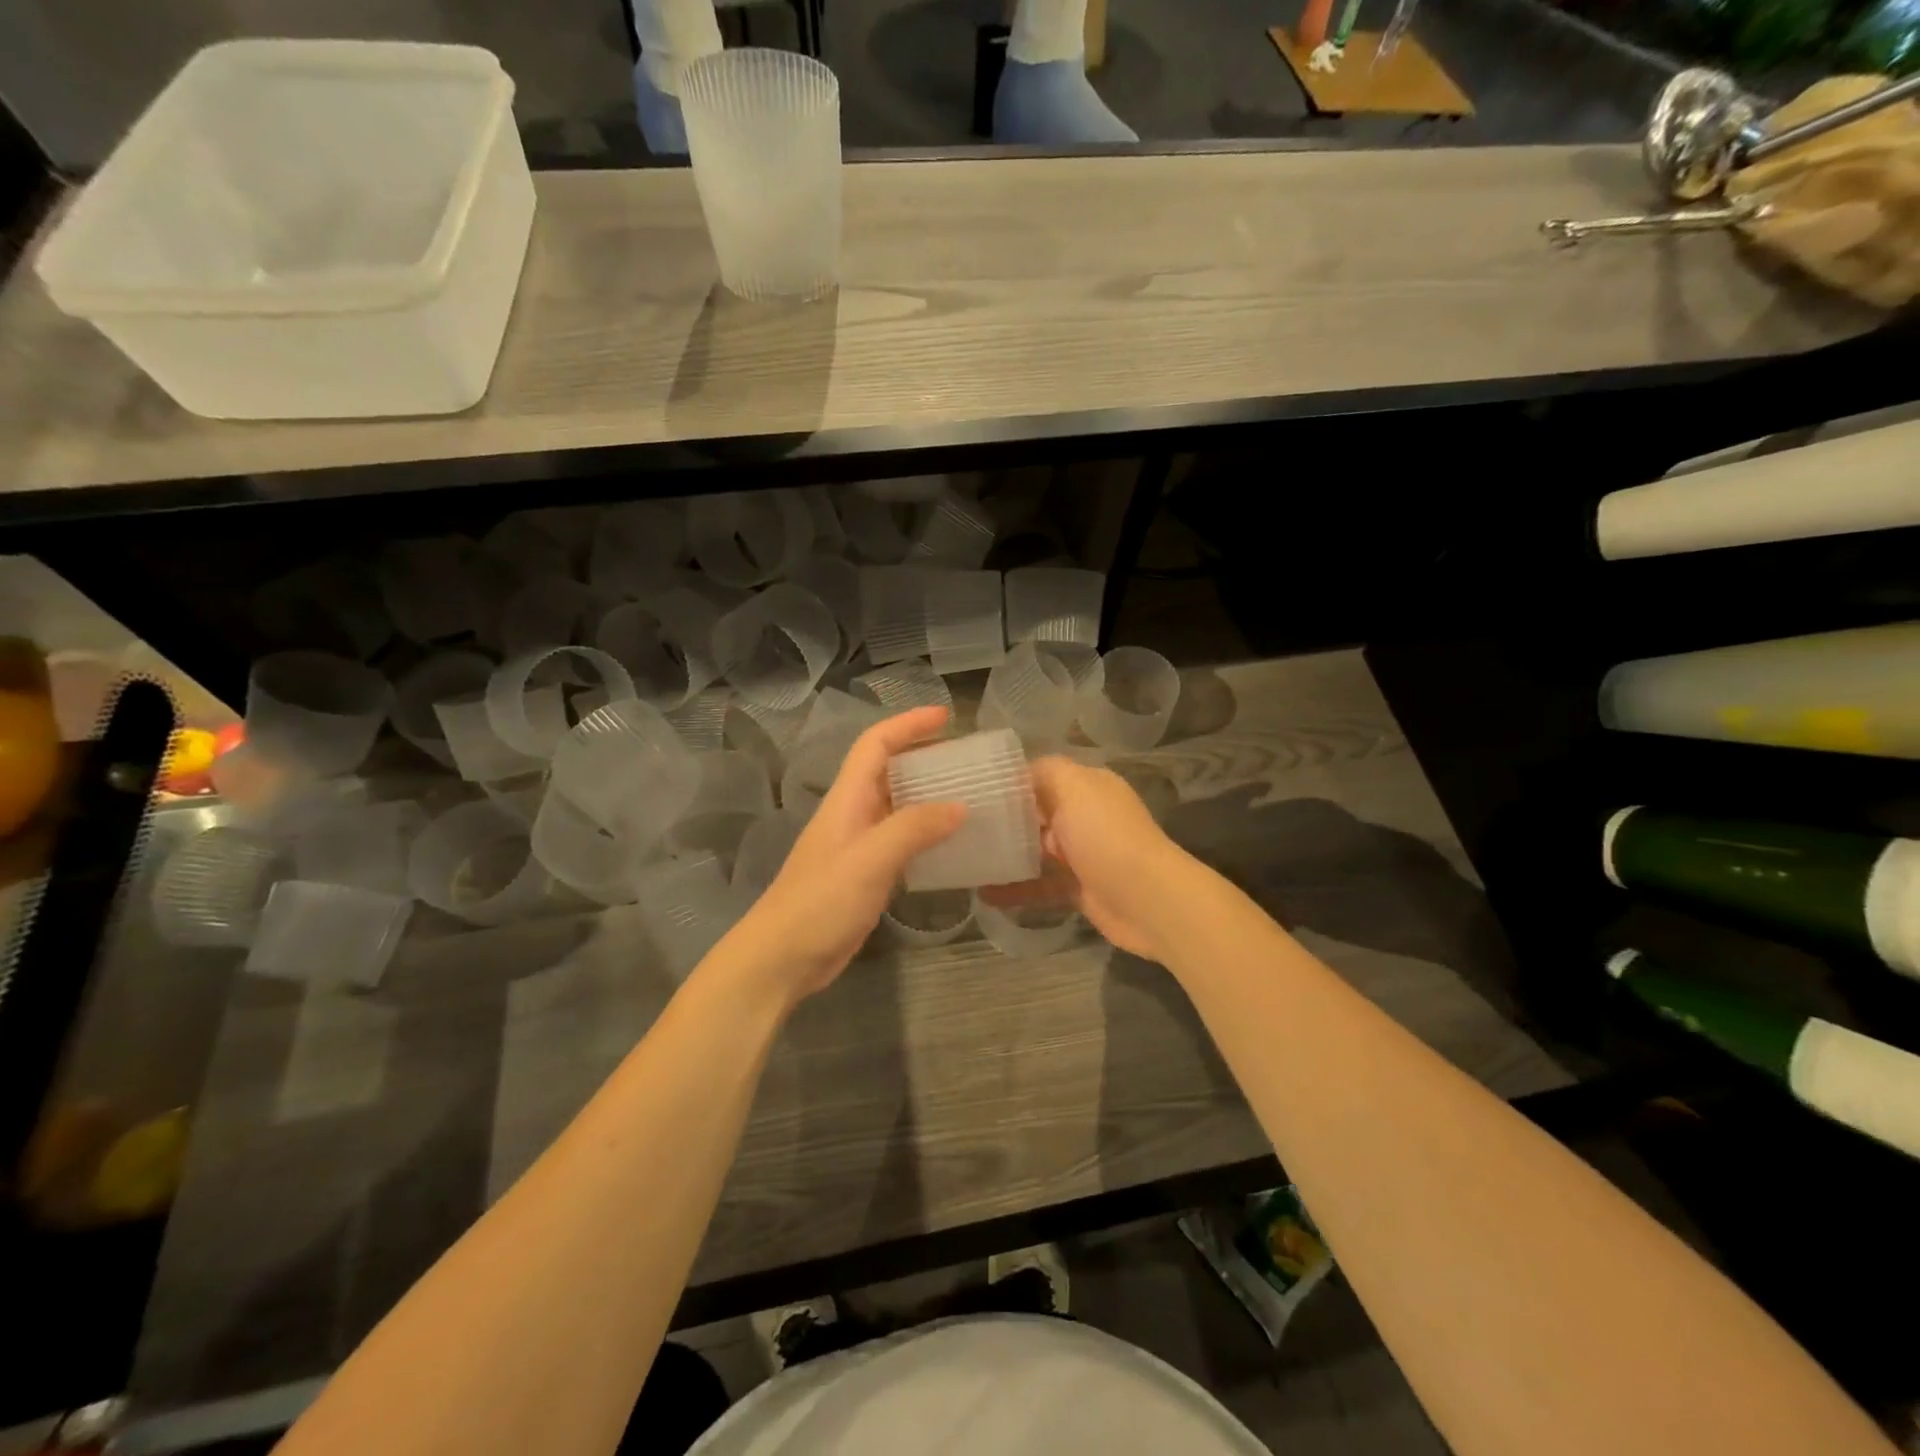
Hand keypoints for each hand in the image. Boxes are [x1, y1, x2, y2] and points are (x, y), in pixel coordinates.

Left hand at [720, 706, 962, 1005]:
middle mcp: (853, 814)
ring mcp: (859, 846)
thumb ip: (914, 828)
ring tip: (971, 796)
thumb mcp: (870, 859)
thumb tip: (961, 806)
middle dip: (924, 757)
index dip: (908, 724)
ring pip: (898, 807)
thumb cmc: (820, 902)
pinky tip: (953, 846)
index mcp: (846, 799)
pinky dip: (927, 835)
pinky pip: (902, 842)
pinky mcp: (866, 875)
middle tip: (968, 760)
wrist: (782, 958)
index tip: (946, 717)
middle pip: (888, 771)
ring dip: (929, 796)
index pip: (875, 744)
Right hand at [982, 756, 1189, 961]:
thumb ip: (1046, 772)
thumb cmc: (1106, 836)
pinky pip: (1041, 886)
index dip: (1009, 783)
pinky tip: (985, 895)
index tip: (971, 792)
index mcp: (1087, 787)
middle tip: (960, 828)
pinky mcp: (1079, 890)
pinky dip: (1016, 890)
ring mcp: (1083, 855)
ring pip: (1036, 852)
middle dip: (1002, 821)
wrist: (1147, 900)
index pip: (1041, 776)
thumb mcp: (1075, 787)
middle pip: (1036, 814)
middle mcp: (1085, 817)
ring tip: (966, 861)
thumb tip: (1018, 772)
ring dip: (1006, 857)